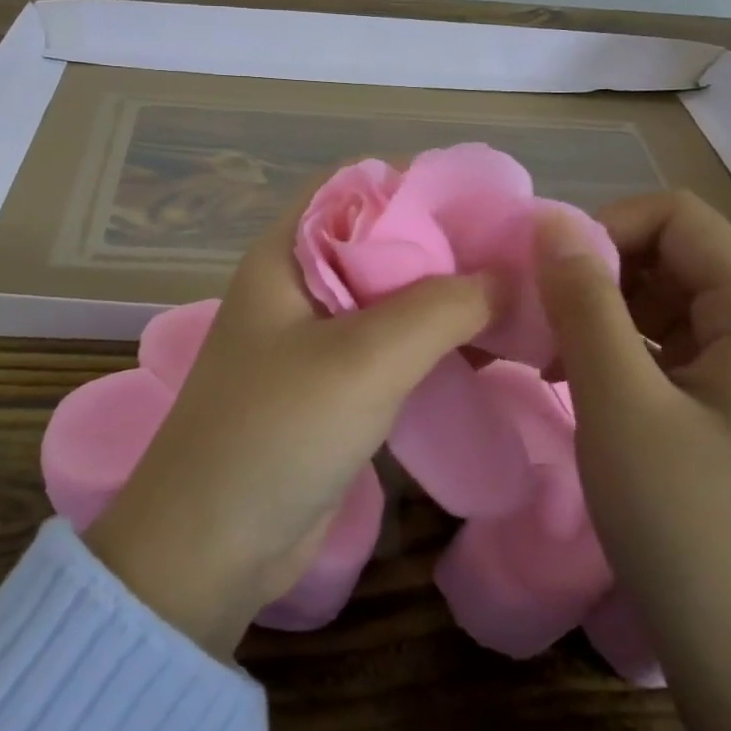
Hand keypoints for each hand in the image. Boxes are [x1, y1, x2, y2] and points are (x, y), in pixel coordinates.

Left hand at [84, 200, 491, 661]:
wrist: (210, 548)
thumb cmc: (277, 432)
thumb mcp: (364, 358)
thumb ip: (441, 307)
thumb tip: (509, 275)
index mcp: (286, 255)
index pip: (355, 186)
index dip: (417, 182)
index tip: (488, 198)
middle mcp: (300, 286)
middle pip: (381, 241)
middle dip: (446, 243)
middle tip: (520, 254)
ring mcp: (314, 339)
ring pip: (392, 297)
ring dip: (447, 297)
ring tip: (519, 298)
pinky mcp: (332, 388)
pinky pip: (392, 347)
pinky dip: (436, 343)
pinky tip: (486, 350)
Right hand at [535, 191, 730, 730]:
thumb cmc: (686, 523)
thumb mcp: (620, 403)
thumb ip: (584, 302)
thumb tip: (548, 220)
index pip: (675, 216)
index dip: (605, 229)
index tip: (547, 280)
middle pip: (669, 252)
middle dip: (596, 273)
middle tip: (538, 321)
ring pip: (661, 297)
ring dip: (599, 312)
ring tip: (548, 355)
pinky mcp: (728, 401)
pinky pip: (666, 342)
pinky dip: (616, 347)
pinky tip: (574, 381)